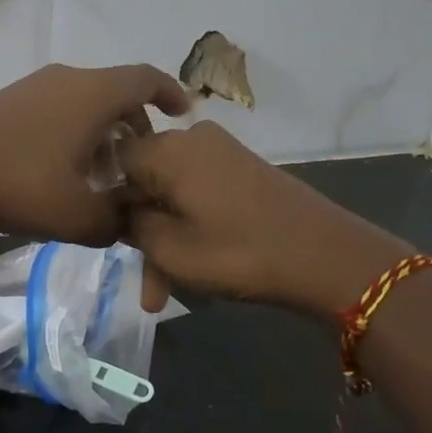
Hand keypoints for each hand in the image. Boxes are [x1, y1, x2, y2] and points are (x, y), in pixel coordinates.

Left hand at [0, 63, 189, 244]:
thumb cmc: (17, 184)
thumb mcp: (77, 216)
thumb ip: (115, 223)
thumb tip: (128, 223)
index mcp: (94, 94)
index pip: (146, 80)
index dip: (171, 94)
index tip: (184, 114)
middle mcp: (68, 80)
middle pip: (116, 94)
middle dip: (135, 127)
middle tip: (139, 166)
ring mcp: (35, 87)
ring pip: (86, 103)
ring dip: (102, 134)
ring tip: (101, 177)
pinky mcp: (10, 100)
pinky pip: (59, 108)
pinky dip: (75, 132)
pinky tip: (62, 171)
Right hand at [117, 121, 409, 315]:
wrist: (327, 256)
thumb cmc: (239, 253)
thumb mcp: (170, 250)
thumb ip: (131, 225)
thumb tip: (119, 211)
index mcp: (167, 149)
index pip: (111, 162)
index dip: (104, 201)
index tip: (109, 241)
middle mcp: (191, 139)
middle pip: (143, 181)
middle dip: (139, 233)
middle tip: (145, 284)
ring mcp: (220, 151)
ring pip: (170, 194)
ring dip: (164, 239)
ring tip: (164, 293)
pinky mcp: (241, 168)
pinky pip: (197, 193)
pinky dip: (189, 226)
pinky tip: (191, 266)